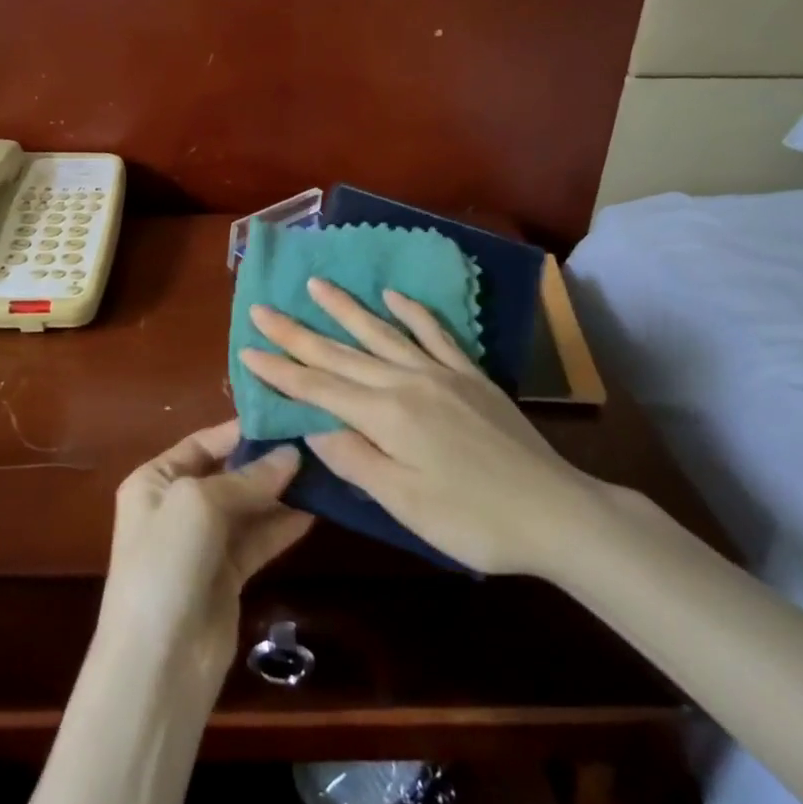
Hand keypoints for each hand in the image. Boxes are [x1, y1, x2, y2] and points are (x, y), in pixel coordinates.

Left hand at [97, 421, 311, 696]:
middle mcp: (176, 506)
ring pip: (248, 507)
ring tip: (325, 470)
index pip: (203, 442)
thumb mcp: (200, 504)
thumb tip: (292, 455)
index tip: (287, 416)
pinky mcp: (227, 576)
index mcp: (155, 480)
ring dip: (281, 492)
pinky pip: (258, 540)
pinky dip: (282, 526)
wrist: (157, 662)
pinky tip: (315, 510)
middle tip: (316, 441)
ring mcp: (202, 543)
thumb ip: (247, 479)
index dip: (243, 429)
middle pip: (229, 472)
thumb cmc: (166, 563)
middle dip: (268, 460)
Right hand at [239, 279, 608, 576]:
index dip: (280, 370)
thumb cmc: (473, 520)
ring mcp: (440, 373)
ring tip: (316, 284)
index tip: (246, 349)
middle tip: (262, 309)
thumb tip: (313, 428)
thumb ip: (355, 460)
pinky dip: (411, 312)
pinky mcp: (470, 375)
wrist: (556, 511)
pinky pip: (434, 334)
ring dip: (345, 309)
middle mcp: (406, 382)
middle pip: (341, 353)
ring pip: (381, 333)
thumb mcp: (404, 503)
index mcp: (385, 416)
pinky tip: (393, 296)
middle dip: (297, 333)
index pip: (319, 387)